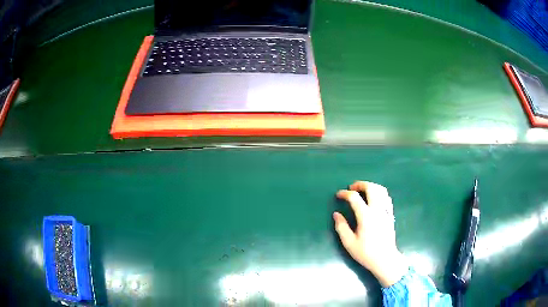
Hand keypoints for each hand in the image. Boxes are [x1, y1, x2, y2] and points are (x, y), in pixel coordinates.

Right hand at [334, 181, 408, 286]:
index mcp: (366, 216)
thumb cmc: (366, 253)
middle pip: (371, 188)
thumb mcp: (349, 243)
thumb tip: (336, 214)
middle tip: (352, 188)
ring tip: (363, 191)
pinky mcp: (390, 215)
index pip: (355, 198)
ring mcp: (386, 211)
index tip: (338, 195)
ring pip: (381, 190)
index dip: (345, 194)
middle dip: (360, 184)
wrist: (385, 259)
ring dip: (371, 186)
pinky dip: (379, 193)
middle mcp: (377, 210)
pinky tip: (374, 198)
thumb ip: (341, 227)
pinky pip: (387, 197)